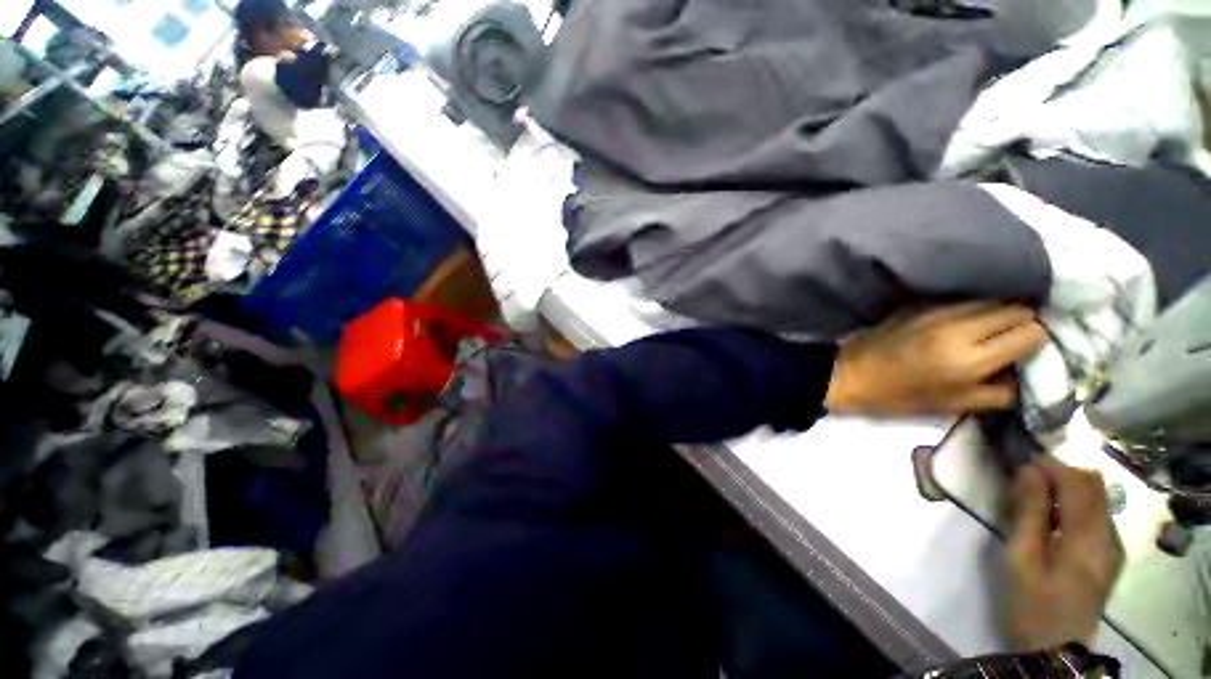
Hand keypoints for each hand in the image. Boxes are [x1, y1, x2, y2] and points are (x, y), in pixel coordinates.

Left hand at [825, 303, 1045, 414]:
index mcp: (969, 358)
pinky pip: (961, 297)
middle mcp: (957, 326)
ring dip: (1001, 308)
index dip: (1039, 338)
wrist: (849, 373)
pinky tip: (972, 317)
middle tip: (1021, 334)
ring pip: (990, 297)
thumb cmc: (898, 396)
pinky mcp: (917, 303)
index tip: (1033, 347)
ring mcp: (935, 309)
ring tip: (999, 324)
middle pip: (1015, 307)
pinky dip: (975, 305)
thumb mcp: (953, 405)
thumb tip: (1030, 374)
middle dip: (1026, 319)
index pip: (1030, 331)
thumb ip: (1000, 392)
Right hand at [1005, 460, 1124, 650]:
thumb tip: (1028, 471)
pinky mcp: (1108, 554)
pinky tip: (1051, 521)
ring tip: (1033, 500)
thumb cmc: (1032, 602)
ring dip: (1066, 489)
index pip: (1079, 482)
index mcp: (1088, 537)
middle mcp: (1109, 535)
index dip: (1051, 466)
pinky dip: (1073, 505)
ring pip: (1096, 498)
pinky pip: (1096, 514)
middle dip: (1059, 473)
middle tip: (1025, 481)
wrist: (1055, 648)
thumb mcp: (1021, 557)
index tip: (1020, 465)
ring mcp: (1112, 546)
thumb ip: (1029, 512)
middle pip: (1093, 485)